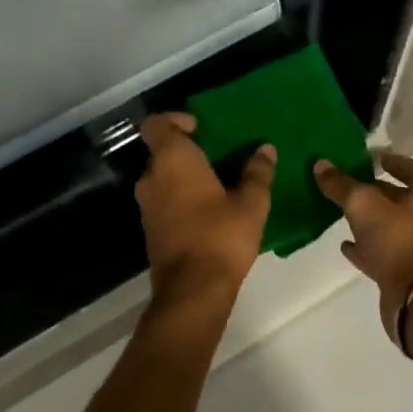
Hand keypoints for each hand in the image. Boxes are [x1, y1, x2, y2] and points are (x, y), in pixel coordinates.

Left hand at [135, 113, 275, 308]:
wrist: (192, 291)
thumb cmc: (221, 236)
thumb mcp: (251, 203)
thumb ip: (257, 173)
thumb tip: (265, 150)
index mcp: (172, 160)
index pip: (157, 124)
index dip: (175, 120)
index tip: (201, 128)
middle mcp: (152, 177)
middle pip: (162, 152)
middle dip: (188, 151)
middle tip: (220, 157)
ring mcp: (147, 206)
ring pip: (163, 178)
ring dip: (185, 177)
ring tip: (219, 185)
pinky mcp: (150, 230)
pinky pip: (164, 201)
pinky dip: (181, 199)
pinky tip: (209, 212)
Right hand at [314, 153, 412, 333]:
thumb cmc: (398, 237)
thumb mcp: (363, 204)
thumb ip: (341, 185)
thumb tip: (320, 164)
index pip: (408, 166)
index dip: (388, 160)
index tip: (368, 156)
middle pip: (397, 196)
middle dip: (373, 190)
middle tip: (345, 183)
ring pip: (388, 226)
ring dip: (367, 220)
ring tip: (339, 212)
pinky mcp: (405, 271)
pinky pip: (382, 253)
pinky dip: (365, 247)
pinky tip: (344, 244)